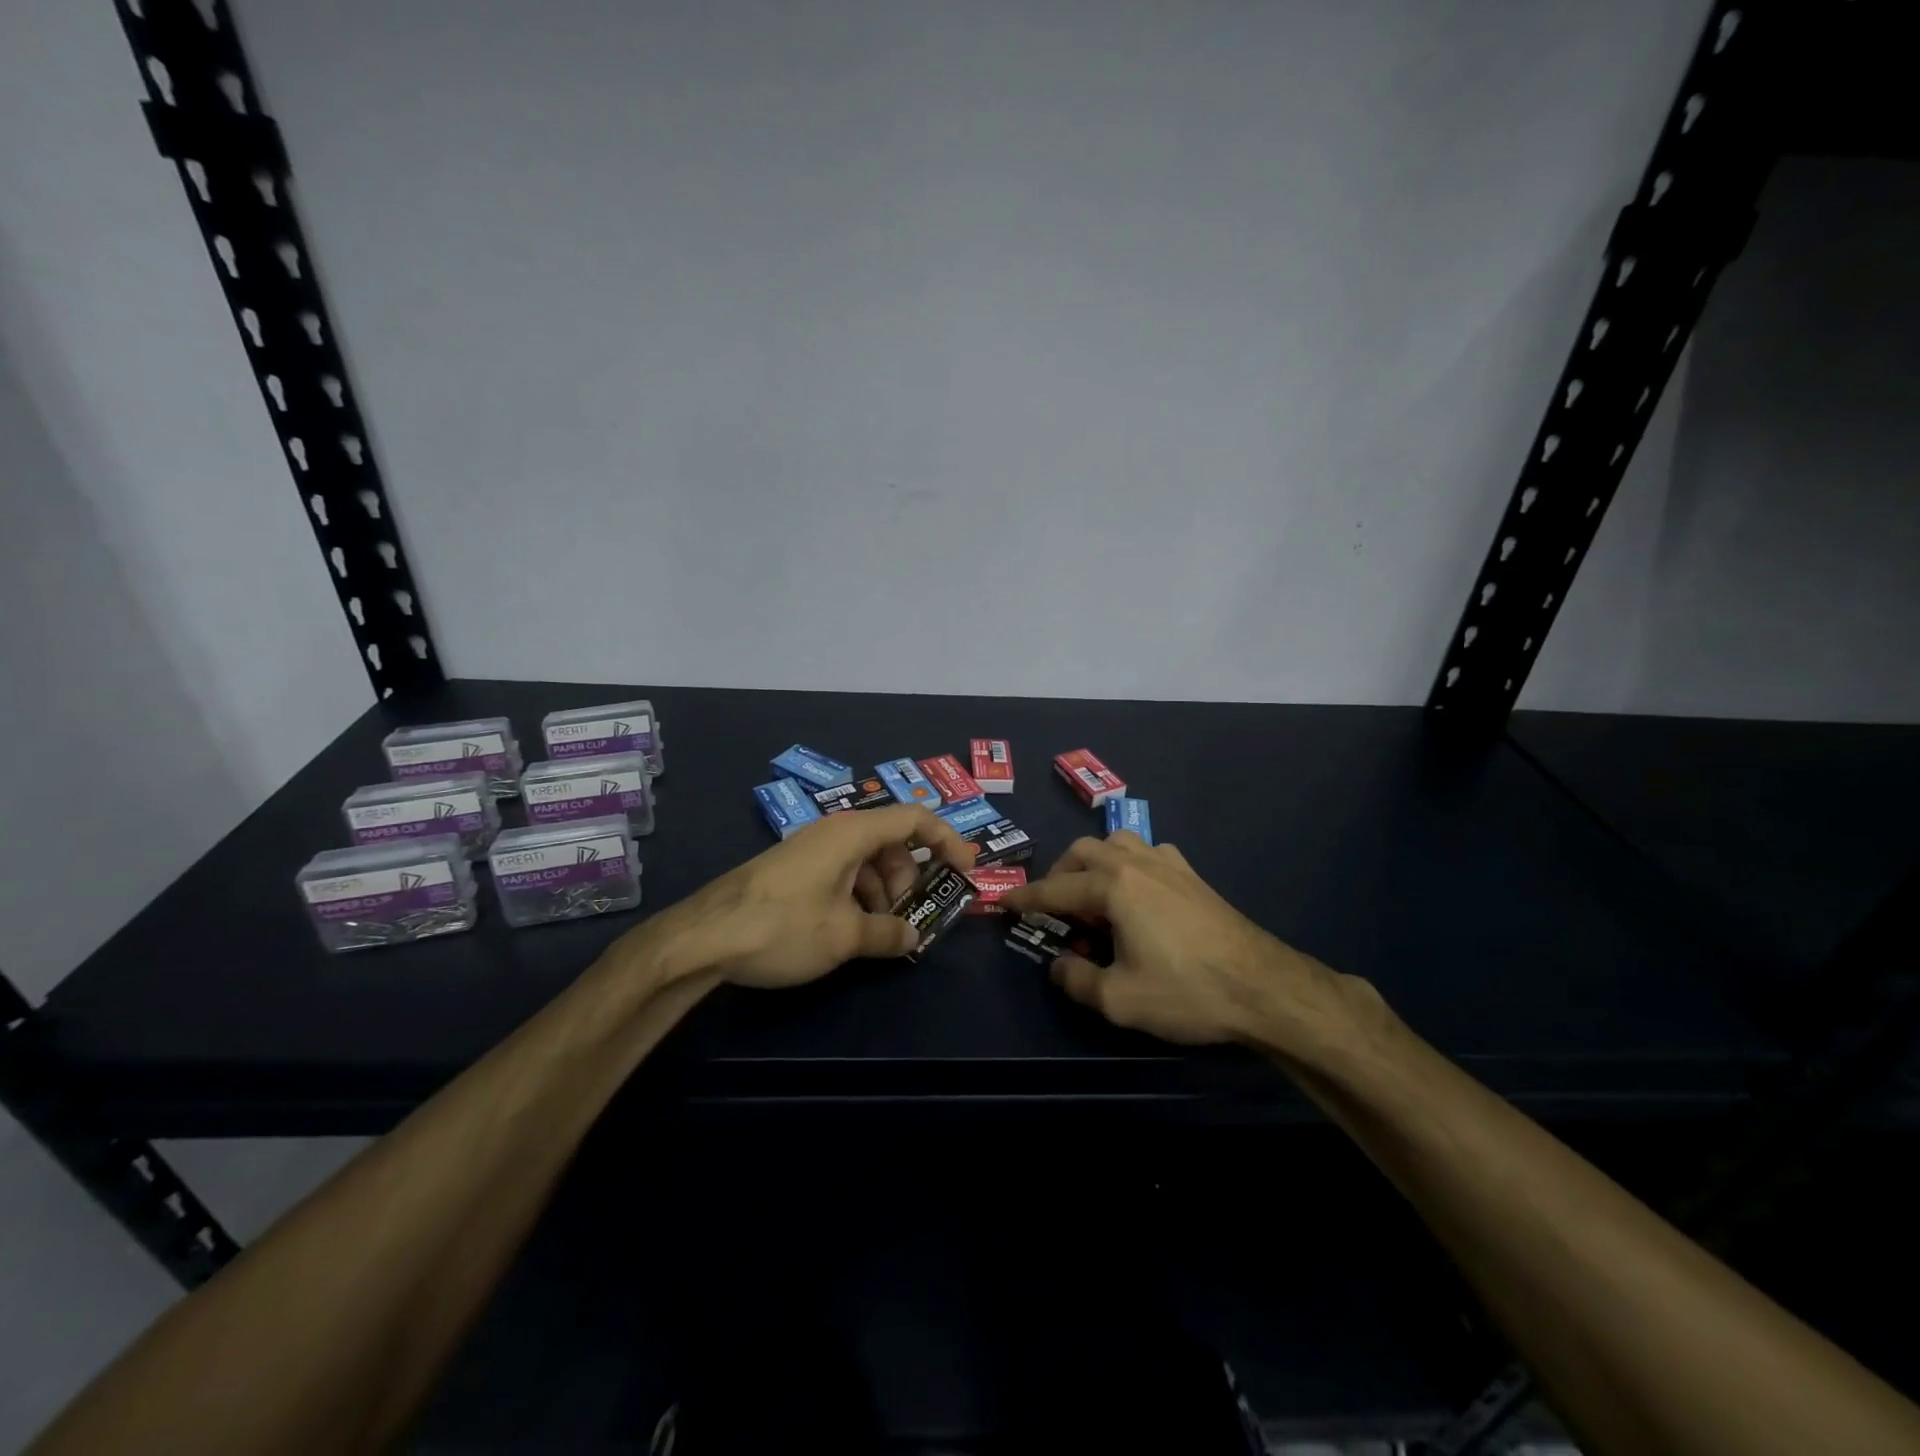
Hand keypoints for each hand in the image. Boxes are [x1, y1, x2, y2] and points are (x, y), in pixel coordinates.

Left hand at [656, 805, 976, 988]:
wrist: (701, 938)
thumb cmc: (782, 927)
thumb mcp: (844, 936)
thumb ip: (887, 934)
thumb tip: (913, 936)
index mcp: (852, 833)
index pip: (915, 818)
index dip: (947, 840)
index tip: (967, 870)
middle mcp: (833, 832)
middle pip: (891, 842)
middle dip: (909, 879)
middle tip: (910, 918)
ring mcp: (811, 849)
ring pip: (866, 860)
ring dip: (883, 892)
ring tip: (878, 933)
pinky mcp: (794, 869)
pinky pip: (841, 872)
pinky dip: (857, 896)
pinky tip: (850, 931)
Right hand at [1001, 832, 1340, 1047]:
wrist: (1263, 987)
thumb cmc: (1187, 991)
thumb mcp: (1119, 1000)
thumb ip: (1077, 981)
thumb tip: (1057, 966)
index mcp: (1113, 887)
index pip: (1055, 889)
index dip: (1025, 898)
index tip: (1001, 902)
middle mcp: (1136, 863)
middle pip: (1083, 852)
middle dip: (1059, 875)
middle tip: (1053, 908)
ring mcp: (1168, 864)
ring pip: (1117, 842)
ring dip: (1094, 862)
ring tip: (1092, 896)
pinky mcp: (1192, 875)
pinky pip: (1148, 853)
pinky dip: (1129, 863)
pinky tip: (1137, 893)